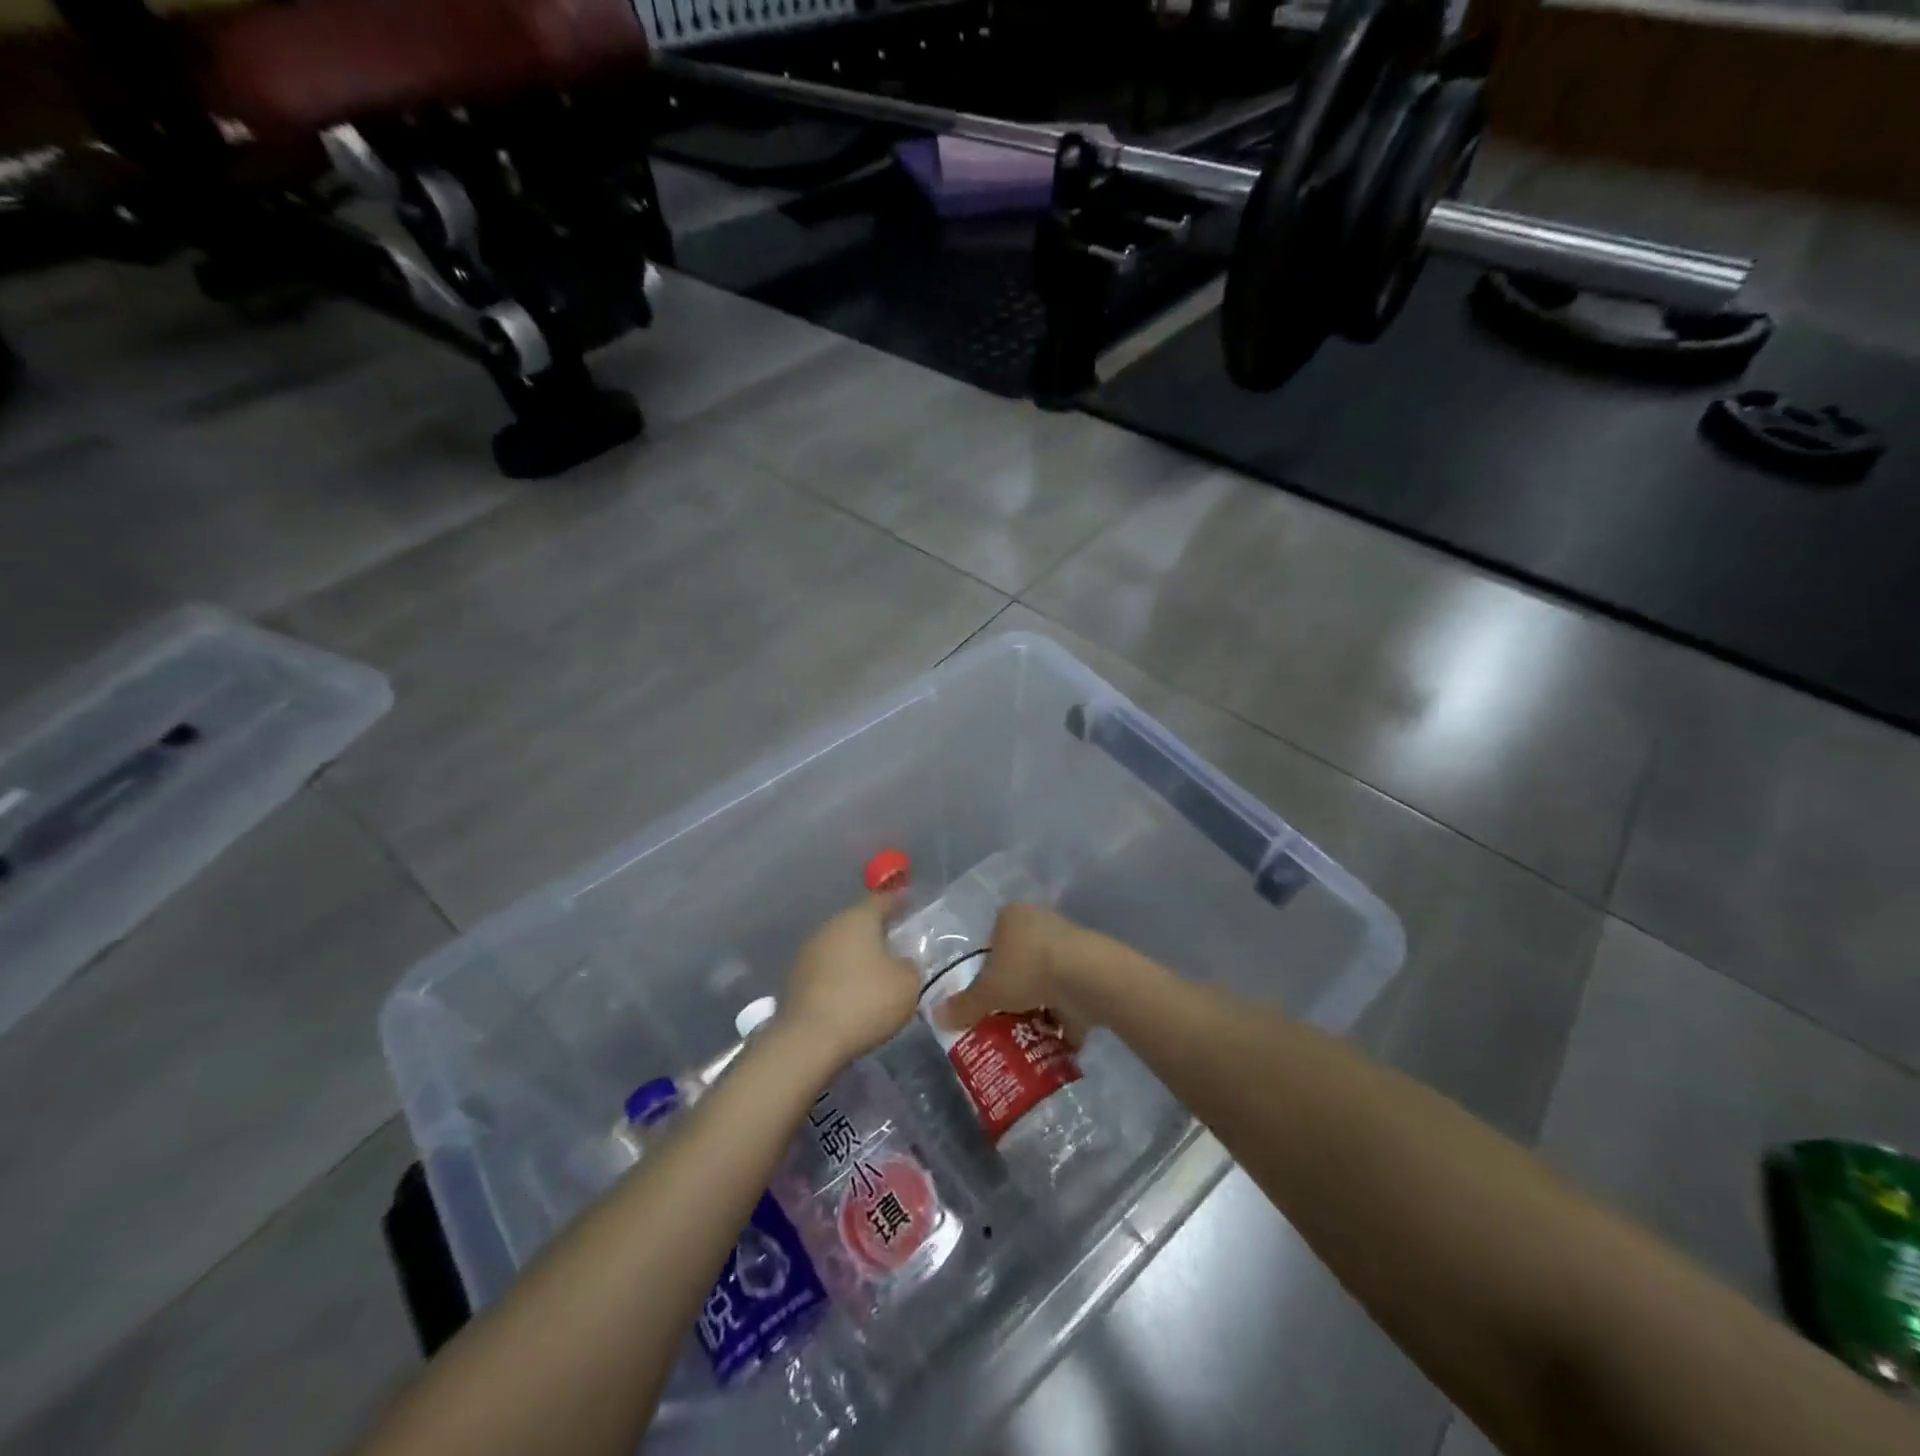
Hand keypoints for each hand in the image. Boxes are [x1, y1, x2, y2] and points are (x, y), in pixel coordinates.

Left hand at [779, 894, 919, 1070]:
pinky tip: (852, 991)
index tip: (909, 901)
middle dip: (876, 930)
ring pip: (840, 946)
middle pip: (857, 922)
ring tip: (875, 969)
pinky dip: (841, 975)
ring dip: (856, 954)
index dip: (897, 901)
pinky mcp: (795, 980)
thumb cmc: (865, 1002)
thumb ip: (910, 967)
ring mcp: (808, 953)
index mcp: (858, 919)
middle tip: (895, 939)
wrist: (808, 1041)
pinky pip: (826, 969)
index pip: (882, 901)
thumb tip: (901, 963)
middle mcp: (830, 927)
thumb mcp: (907, 985)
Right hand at [933, 902, 1102, 1045]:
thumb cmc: (1027, 970)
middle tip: (1003, 1019)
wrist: (1086, 976)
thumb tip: (935, 1017)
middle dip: (1013, 991)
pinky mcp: (1091, 967)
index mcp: (1012, 916)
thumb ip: (964, 1006)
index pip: (991, 942)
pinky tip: (1055, 1042)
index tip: (985, 997)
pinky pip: (1071, 994)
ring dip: (1040, 1005)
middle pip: (1019, 960)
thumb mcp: (987, 992)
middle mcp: (1040, 921)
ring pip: (1046, 978)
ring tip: (1027, 1036)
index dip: (986, 971)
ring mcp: (1069, 943)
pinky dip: (1065, 1017)